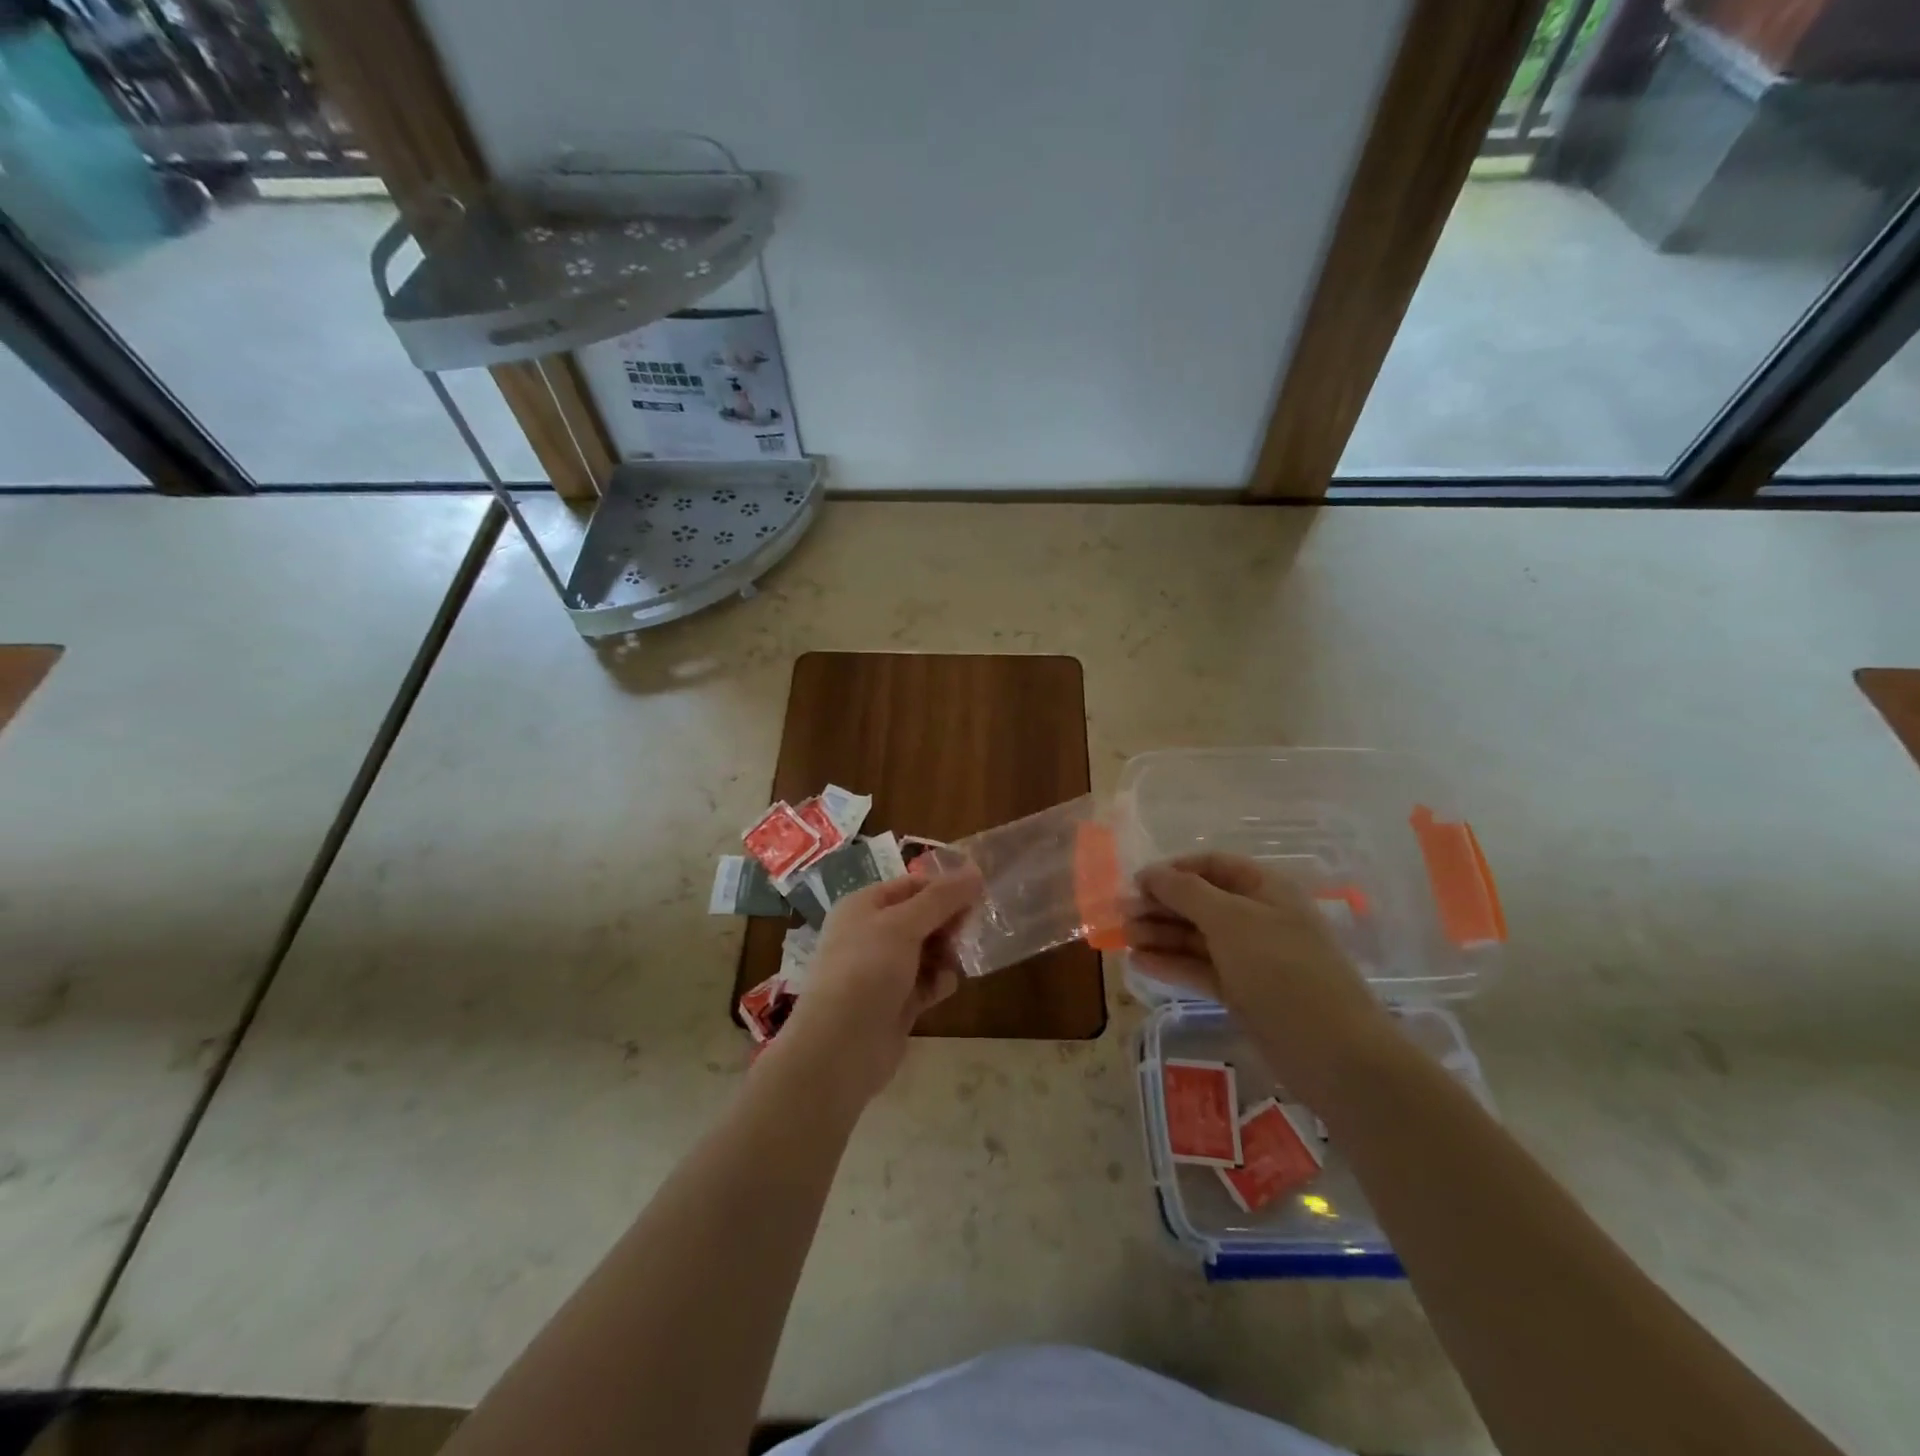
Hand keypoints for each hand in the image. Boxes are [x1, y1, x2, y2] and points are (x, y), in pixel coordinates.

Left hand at [773, 867, 983, 1102]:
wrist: (839, 1048)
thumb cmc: (867, 971)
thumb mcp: (904, 924)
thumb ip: (942, 898)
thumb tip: (976, 871)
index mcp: (863, 906)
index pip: (911, 885)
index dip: (944, 887)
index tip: (979, 892)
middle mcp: (871, 934)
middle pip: (922, 917)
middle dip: (948, 921)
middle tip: (972, 927)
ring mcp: (883, 970)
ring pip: (927, 950)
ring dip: (946, 953)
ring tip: (957, 960)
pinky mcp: (896, 1002)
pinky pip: (926, 982)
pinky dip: (938, 982)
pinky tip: (944, 987)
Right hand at [1128, 853, 1389, 1106]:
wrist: (1334, 1053)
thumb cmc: (1282, 970)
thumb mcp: (1231, 921)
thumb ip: (1186, 892)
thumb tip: (1150, 872)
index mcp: (1265, 889)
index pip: (1212, 866)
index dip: (1174, 870)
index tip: (1136, 883)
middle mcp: (1258, 917)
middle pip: (1200, 901)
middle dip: (1161, 905)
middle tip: (1121, 915)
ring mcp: (1251, 957)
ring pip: (1197, 937)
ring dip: (1160, 934)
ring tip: (1123, 939)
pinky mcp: (1243, 992)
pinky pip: (1201, 968)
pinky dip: (1172, 963)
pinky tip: (1140, 963)